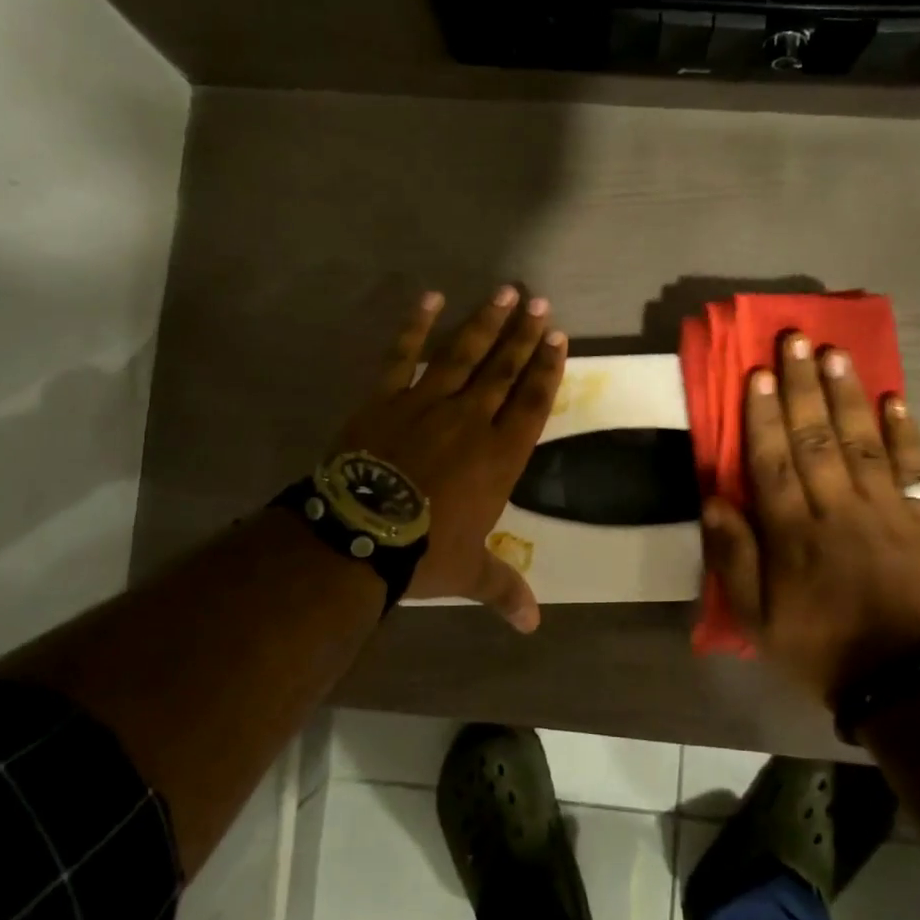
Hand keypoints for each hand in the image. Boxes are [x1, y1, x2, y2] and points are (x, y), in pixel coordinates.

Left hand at [336, 285, 565, 630]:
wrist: (360, 532)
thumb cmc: (423, 550)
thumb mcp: (469, 572)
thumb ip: (504, 589)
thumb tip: (533, 626)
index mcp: (499, 455)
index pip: (533, 403)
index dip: (548, 370)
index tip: (559, 338)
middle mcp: (471, 420)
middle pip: (504, 369)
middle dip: (524, 335)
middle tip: (540, 303)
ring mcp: (427, 402)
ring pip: (463, 353)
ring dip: (485, 322)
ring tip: (506, 292)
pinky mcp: (386, 397)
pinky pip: (403, 354)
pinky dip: (416, 325)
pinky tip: (430, 297)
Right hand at [701, 332, 919, 707]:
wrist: (902, 681)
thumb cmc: (818, 646)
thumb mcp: (756, 617)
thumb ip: (733, 557)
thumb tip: (713, 500)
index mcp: (793, 533)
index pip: (773, 461)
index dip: (763, 416)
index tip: (757, 374)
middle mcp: (838, 509)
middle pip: (817, 437)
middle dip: (803, 386)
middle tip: (796, 340)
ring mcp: (885, 510)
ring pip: (862, 440)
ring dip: (847, 394)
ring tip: (836, 352)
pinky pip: (915, 468)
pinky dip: (906, 432)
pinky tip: (895, 399)